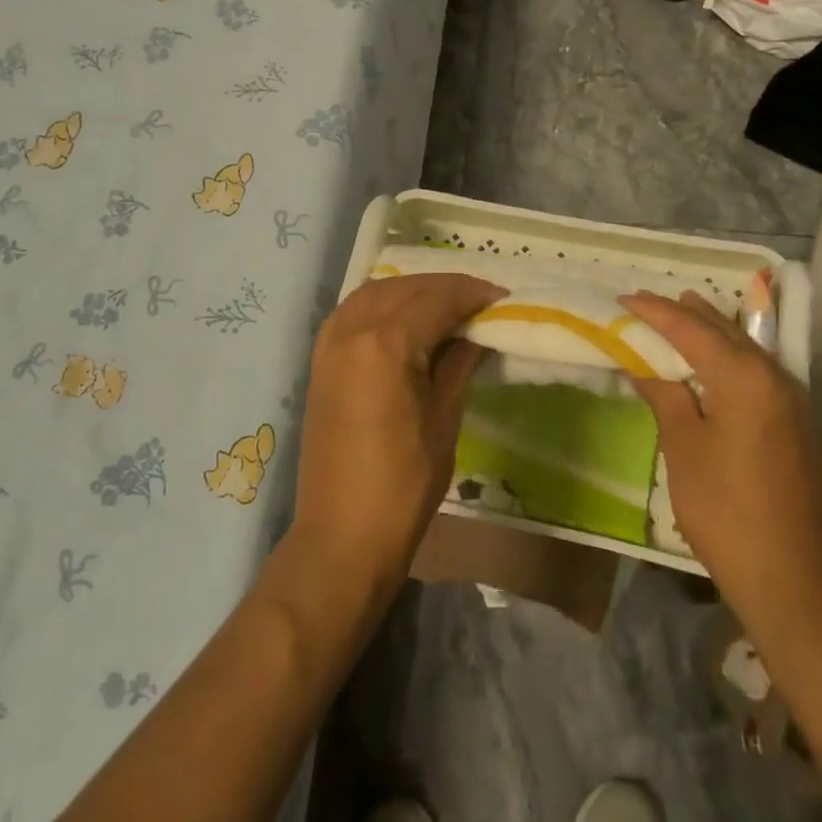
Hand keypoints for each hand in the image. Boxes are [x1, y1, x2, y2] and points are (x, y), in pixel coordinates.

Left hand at [287, 273, 505, 588]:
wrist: (341, 535)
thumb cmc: (403, 485)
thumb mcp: (443, 419)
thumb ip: (458, 363)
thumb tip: (477, 331)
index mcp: (386, 345)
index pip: (436, 299)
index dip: (472, 294)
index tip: (502, 297)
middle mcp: (352, 331)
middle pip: (405, 288)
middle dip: (444, 286)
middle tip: (480, 299)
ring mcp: (330, 344)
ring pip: (375, 291)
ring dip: (412, 289)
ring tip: (446, 304)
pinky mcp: (319, 360)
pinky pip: (353, 310)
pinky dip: (382, 302)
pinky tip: (404, 317)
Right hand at [623, 291, 821, 618]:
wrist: (794, 580)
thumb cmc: (726, 510)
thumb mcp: (684, 448)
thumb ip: (665, 396)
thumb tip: (643, 364)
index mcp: (746, 378)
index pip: (692, 330)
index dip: (656, 312)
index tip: (625, 298)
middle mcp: (778, 378)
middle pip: (726, 332)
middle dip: (688, 313)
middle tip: (652, 301)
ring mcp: (797, 403)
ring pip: (749, 351)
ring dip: (714, 332)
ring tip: (686, 313)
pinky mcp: (802, 427)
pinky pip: (762, 375)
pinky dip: (734, 359)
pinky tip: (719, 365)